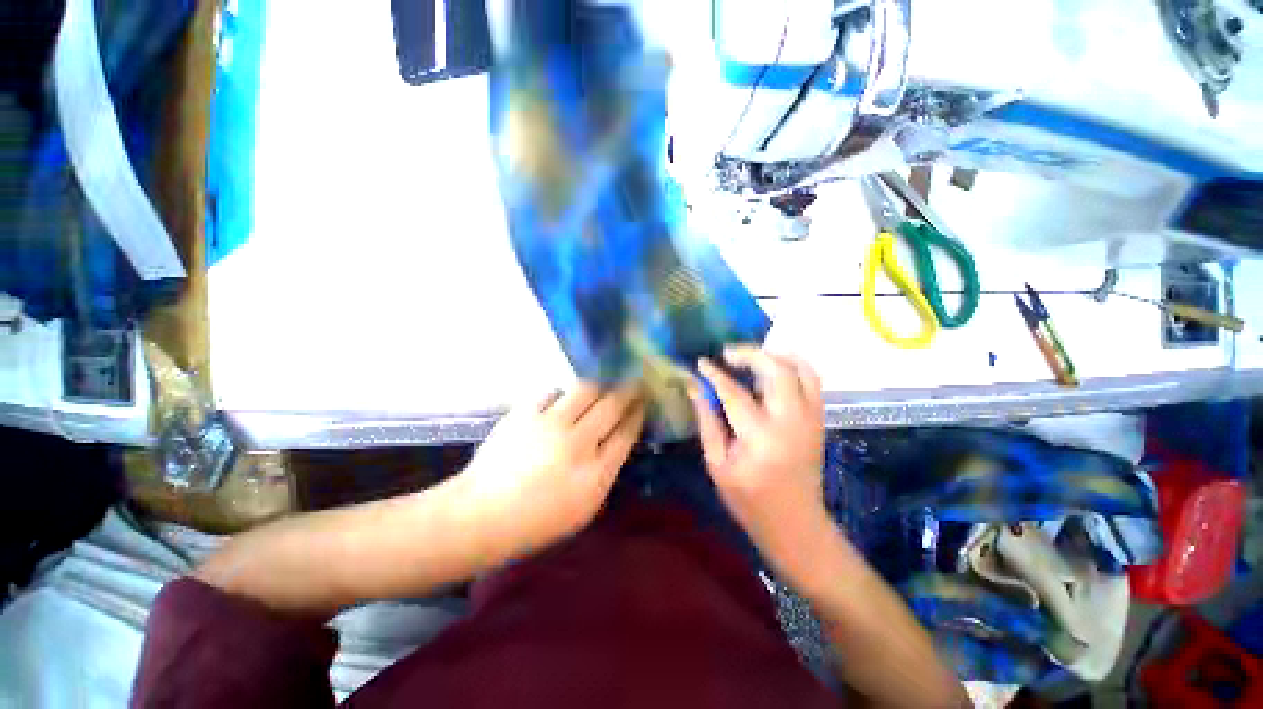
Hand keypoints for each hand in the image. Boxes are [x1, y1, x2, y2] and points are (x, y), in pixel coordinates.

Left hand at [459, 383, 644, 560]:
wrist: (482, 515)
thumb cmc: (537, 521)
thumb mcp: (584, 508)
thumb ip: (605, 473)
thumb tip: (617, 439)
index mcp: (596, 474)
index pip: (626, 433)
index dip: (637, 413)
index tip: (643, 402)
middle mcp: (578, 443)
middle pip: (612, 405)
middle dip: (629, 390)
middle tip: (635, 382)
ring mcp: (550, 424)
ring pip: (587, 389)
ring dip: (600, 385)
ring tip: (603, 385)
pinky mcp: (525, 412)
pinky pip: (554, 391)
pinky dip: (563, 394)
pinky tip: (562, 401)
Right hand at [689, 347, 829, 579]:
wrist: (796, 524)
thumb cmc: (749, 500)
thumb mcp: (717, 464)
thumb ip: (707, 421)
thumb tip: (695, 386)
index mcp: (760, 439)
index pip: (734, 393)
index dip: (715, 374)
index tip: (701, 362)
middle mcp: (791, 422)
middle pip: (777, 371)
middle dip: (750, 354)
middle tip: (728, 354)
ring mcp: (811, 419)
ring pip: (801, 369)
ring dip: (775, 355)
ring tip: (751, 358)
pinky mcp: (819, 420)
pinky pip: (812, 380)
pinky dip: (793, 366)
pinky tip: (772, 369)